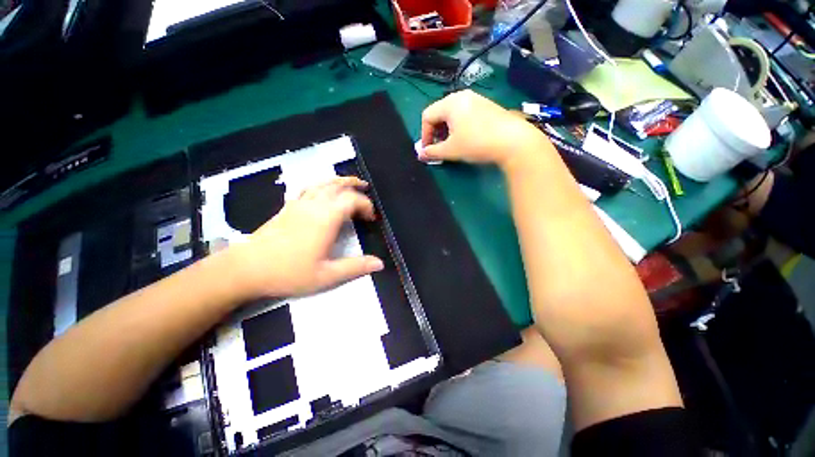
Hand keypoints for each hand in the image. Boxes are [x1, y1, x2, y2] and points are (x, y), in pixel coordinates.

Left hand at [225, 177, 383, 299]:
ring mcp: (298, 204)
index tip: (371, 219)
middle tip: (366, 189)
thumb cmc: (288, 273)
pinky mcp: (287, 207)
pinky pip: (308, 188)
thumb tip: (380, 264)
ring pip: (322, 183)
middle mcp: (314, 205)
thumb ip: (355, 267)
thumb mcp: (326, 276)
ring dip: (339, 180)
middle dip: (355, 186)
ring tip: (350, 182)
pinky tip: (323, 191)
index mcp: (326, 218)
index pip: (352, 200)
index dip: (366, 205)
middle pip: (338, 186)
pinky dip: (321, 185)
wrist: (245, 269)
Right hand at [419, 90, 548, 167]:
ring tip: (452, 144)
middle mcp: (462, 96)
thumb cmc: (476, 143)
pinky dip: (459, 126)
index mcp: (450, 103)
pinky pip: (465, 114)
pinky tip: (466, 138)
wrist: (512, 140)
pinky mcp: (487, 106)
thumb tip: (421, 155)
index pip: (427, 116)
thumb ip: (432, 152)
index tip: (428, 150)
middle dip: (435, 132)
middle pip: (439, 113)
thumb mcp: (451, 150)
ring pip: (453, 114)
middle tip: (439, 147)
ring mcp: (476, 99)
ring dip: (447, 130)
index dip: (424, 135)